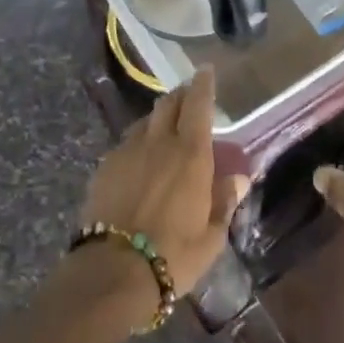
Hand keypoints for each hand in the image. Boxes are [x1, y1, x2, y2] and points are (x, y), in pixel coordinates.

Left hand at [80, 67, 248, 302]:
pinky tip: (140, 159)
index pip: (198, 105)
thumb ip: (224, 201)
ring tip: (165, 128)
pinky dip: (139, 141)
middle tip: (189, 96)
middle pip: (169, 103)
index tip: (206, 71)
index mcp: (191, 154)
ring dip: (159, 118)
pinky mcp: (105, 166)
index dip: (203, 85)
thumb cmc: (173, 255)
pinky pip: (126, 143)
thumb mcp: (211, 237)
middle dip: (181, 95)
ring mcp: (128, 151)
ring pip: (146, 121)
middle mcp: (159, 143)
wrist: (113, 270)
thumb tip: (238, 178)